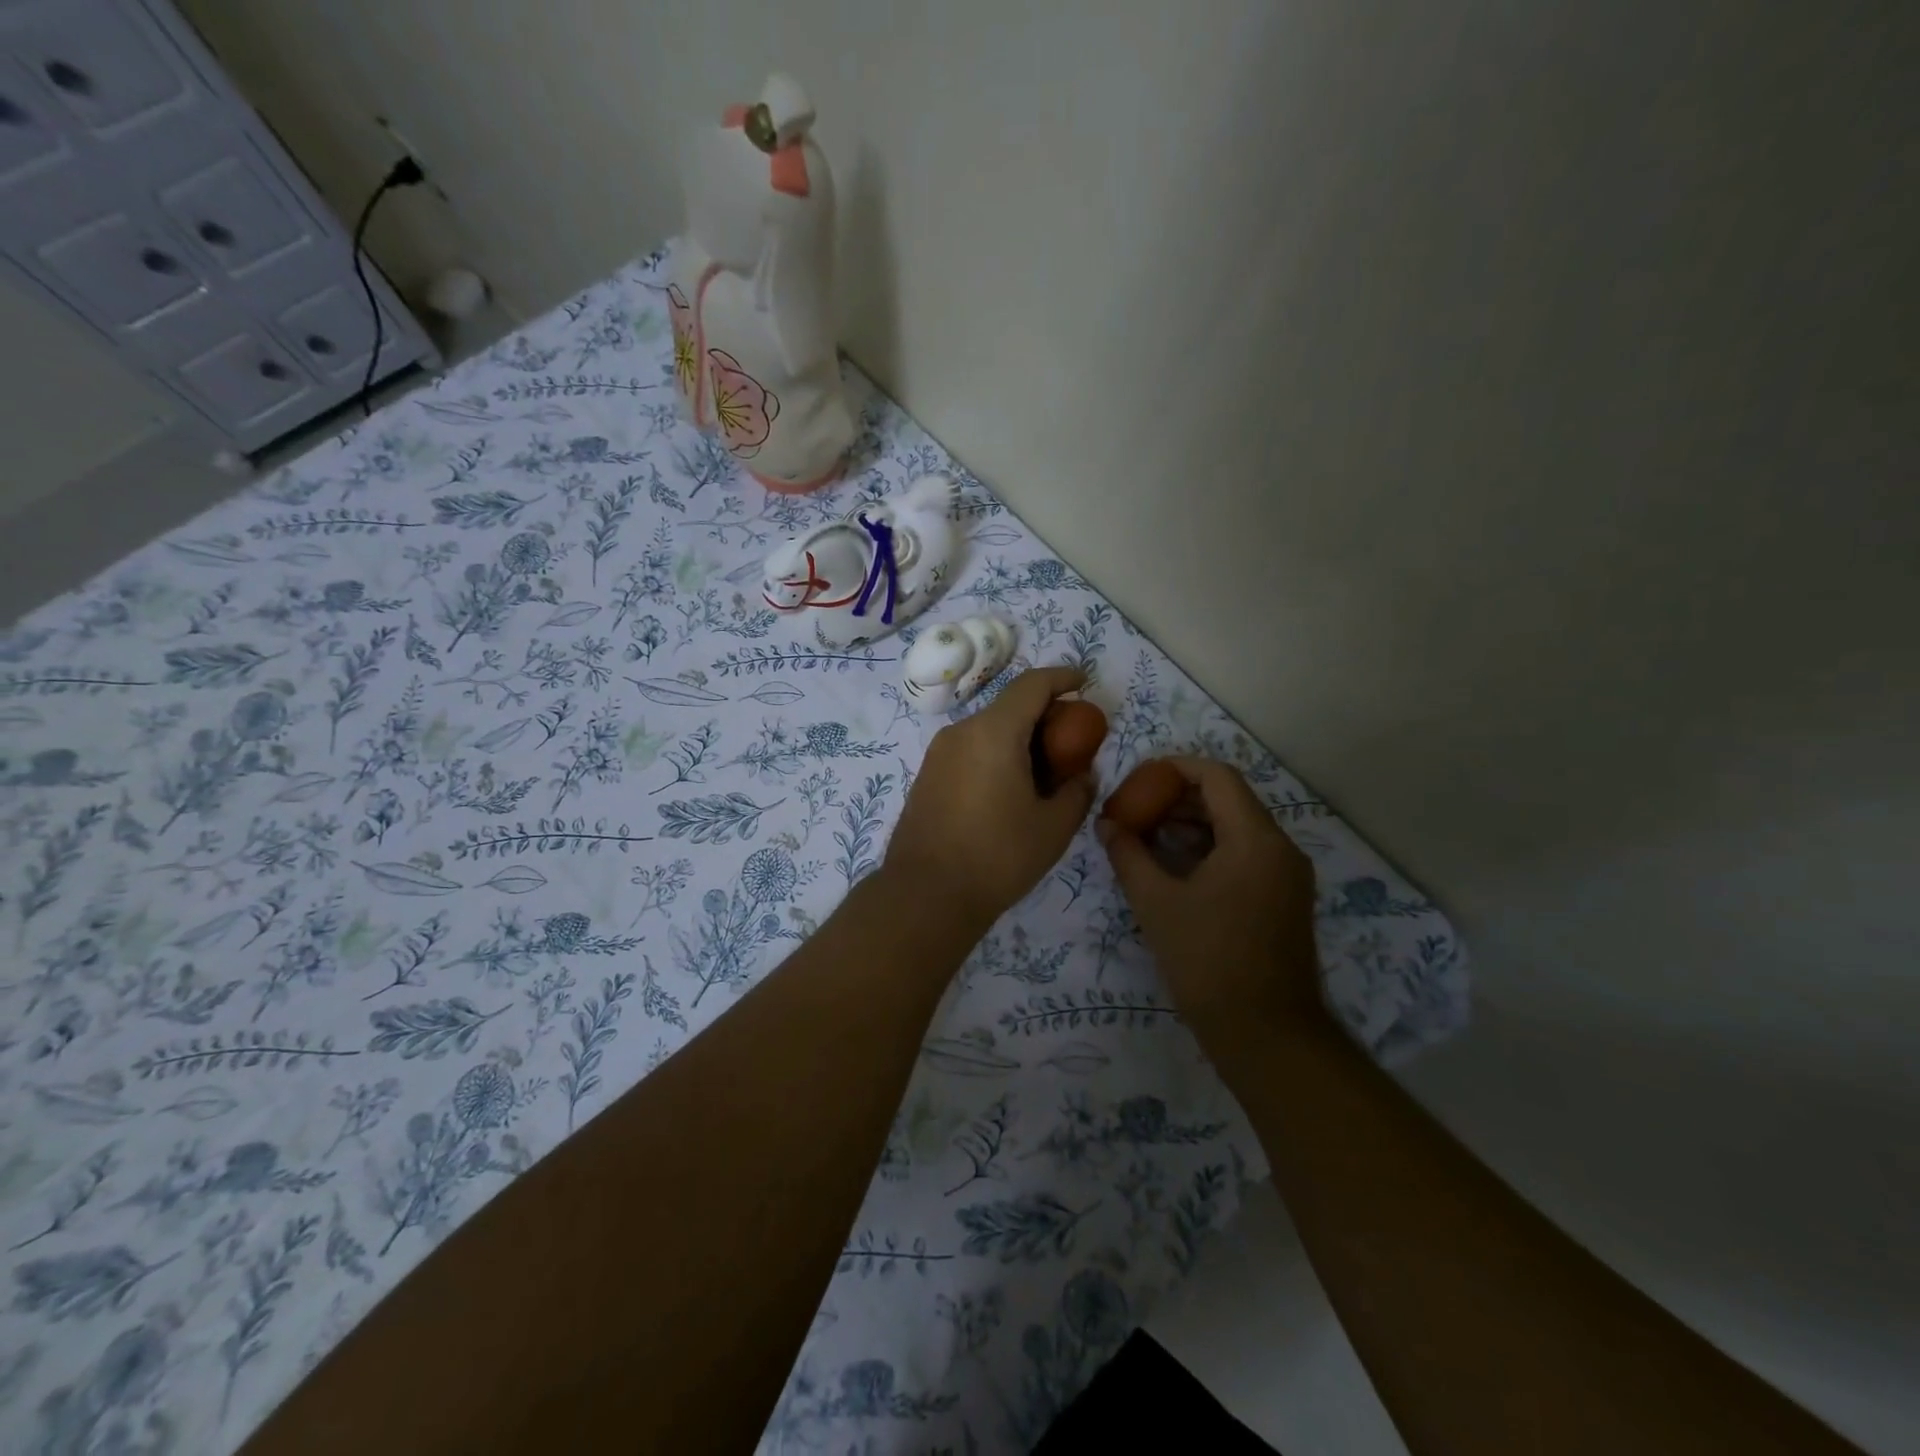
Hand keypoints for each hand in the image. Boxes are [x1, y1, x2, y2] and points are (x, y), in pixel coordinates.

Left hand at [884, 667, 1096, 927]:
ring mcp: (938, 754)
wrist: (926, 894)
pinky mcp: (927, 776)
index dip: (1062, 678)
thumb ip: (1077, 792)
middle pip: (1009, 707)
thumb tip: (1081, 776)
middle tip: (1071, 743)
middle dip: (1044, 715)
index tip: (1084, 683)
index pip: (1031, 685)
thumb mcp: (1053, 827)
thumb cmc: (997, 856)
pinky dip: (996, 755)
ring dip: (1019, 739)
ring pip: (988, 730)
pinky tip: (1010, 790)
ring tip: (1044, 773)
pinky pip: (970, 751)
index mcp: (994, 732)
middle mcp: (961, 732)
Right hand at [1097, 756, 1323, 1037]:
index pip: (1217, 776)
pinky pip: (1247, 855)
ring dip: (1193, 824)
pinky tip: (1175, 867)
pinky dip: (1211, 849)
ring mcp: (1287, 876)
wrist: (1266, 1034)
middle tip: (1137, 809)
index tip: (1139, 779)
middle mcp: (1280, 848)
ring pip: (1238, 828)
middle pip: (1229, 800)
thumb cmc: (1207, 960)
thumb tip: (1105, 823)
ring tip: (1147, 837)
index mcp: (1255, 839)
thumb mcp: (1156, 903)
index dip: (1175, 768)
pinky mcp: (1285, 899)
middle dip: (1179, 798)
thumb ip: (1128, 854)